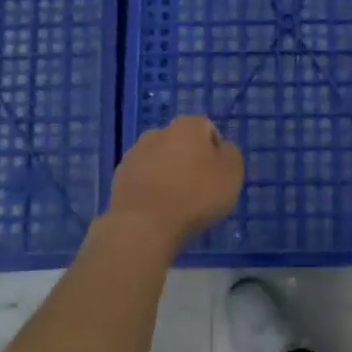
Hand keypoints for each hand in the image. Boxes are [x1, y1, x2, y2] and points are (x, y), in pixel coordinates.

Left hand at [109, 116, 244, 248]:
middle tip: (199, 189)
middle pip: (181, 144)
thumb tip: (222, 149)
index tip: (218, 176)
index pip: (207, 129)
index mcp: (187, 126)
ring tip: (177, 203)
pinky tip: (157, 209)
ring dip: (168, 174)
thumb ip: (231, 154)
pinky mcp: (120, 177)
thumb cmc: (195, 195)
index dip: (216, 152)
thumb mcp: (231, 173)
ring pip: (160, 160)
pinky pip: (143, 178)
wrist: (144, 225)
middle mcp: (158, 132)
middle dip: (189, 161)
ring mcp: (135, 154)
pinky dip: (151, 188)